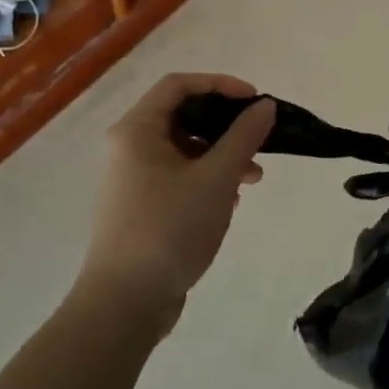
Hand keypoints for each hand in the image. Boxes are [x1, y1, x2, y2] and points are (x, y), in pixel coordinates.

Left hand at [77, 73, 276, 328]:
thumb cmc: (169, 229)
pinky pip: (180, 175)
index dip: (221, 84)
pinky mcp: (143, 206)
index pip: (180, 85)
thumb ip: (244, 137)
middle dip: (226, 124)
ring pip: (185, 148)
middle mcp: (130, 147)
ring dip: (222, 154)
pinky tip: (232, 199)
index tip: (255, 100)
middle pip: (184, 115)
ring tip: (254, 176)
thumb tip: (265, 106)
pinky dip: (208, 177)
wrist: (124, 305)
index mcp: (137, 130)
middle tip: (259, 137)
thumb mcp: (216, 178)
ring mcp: (134, 178)